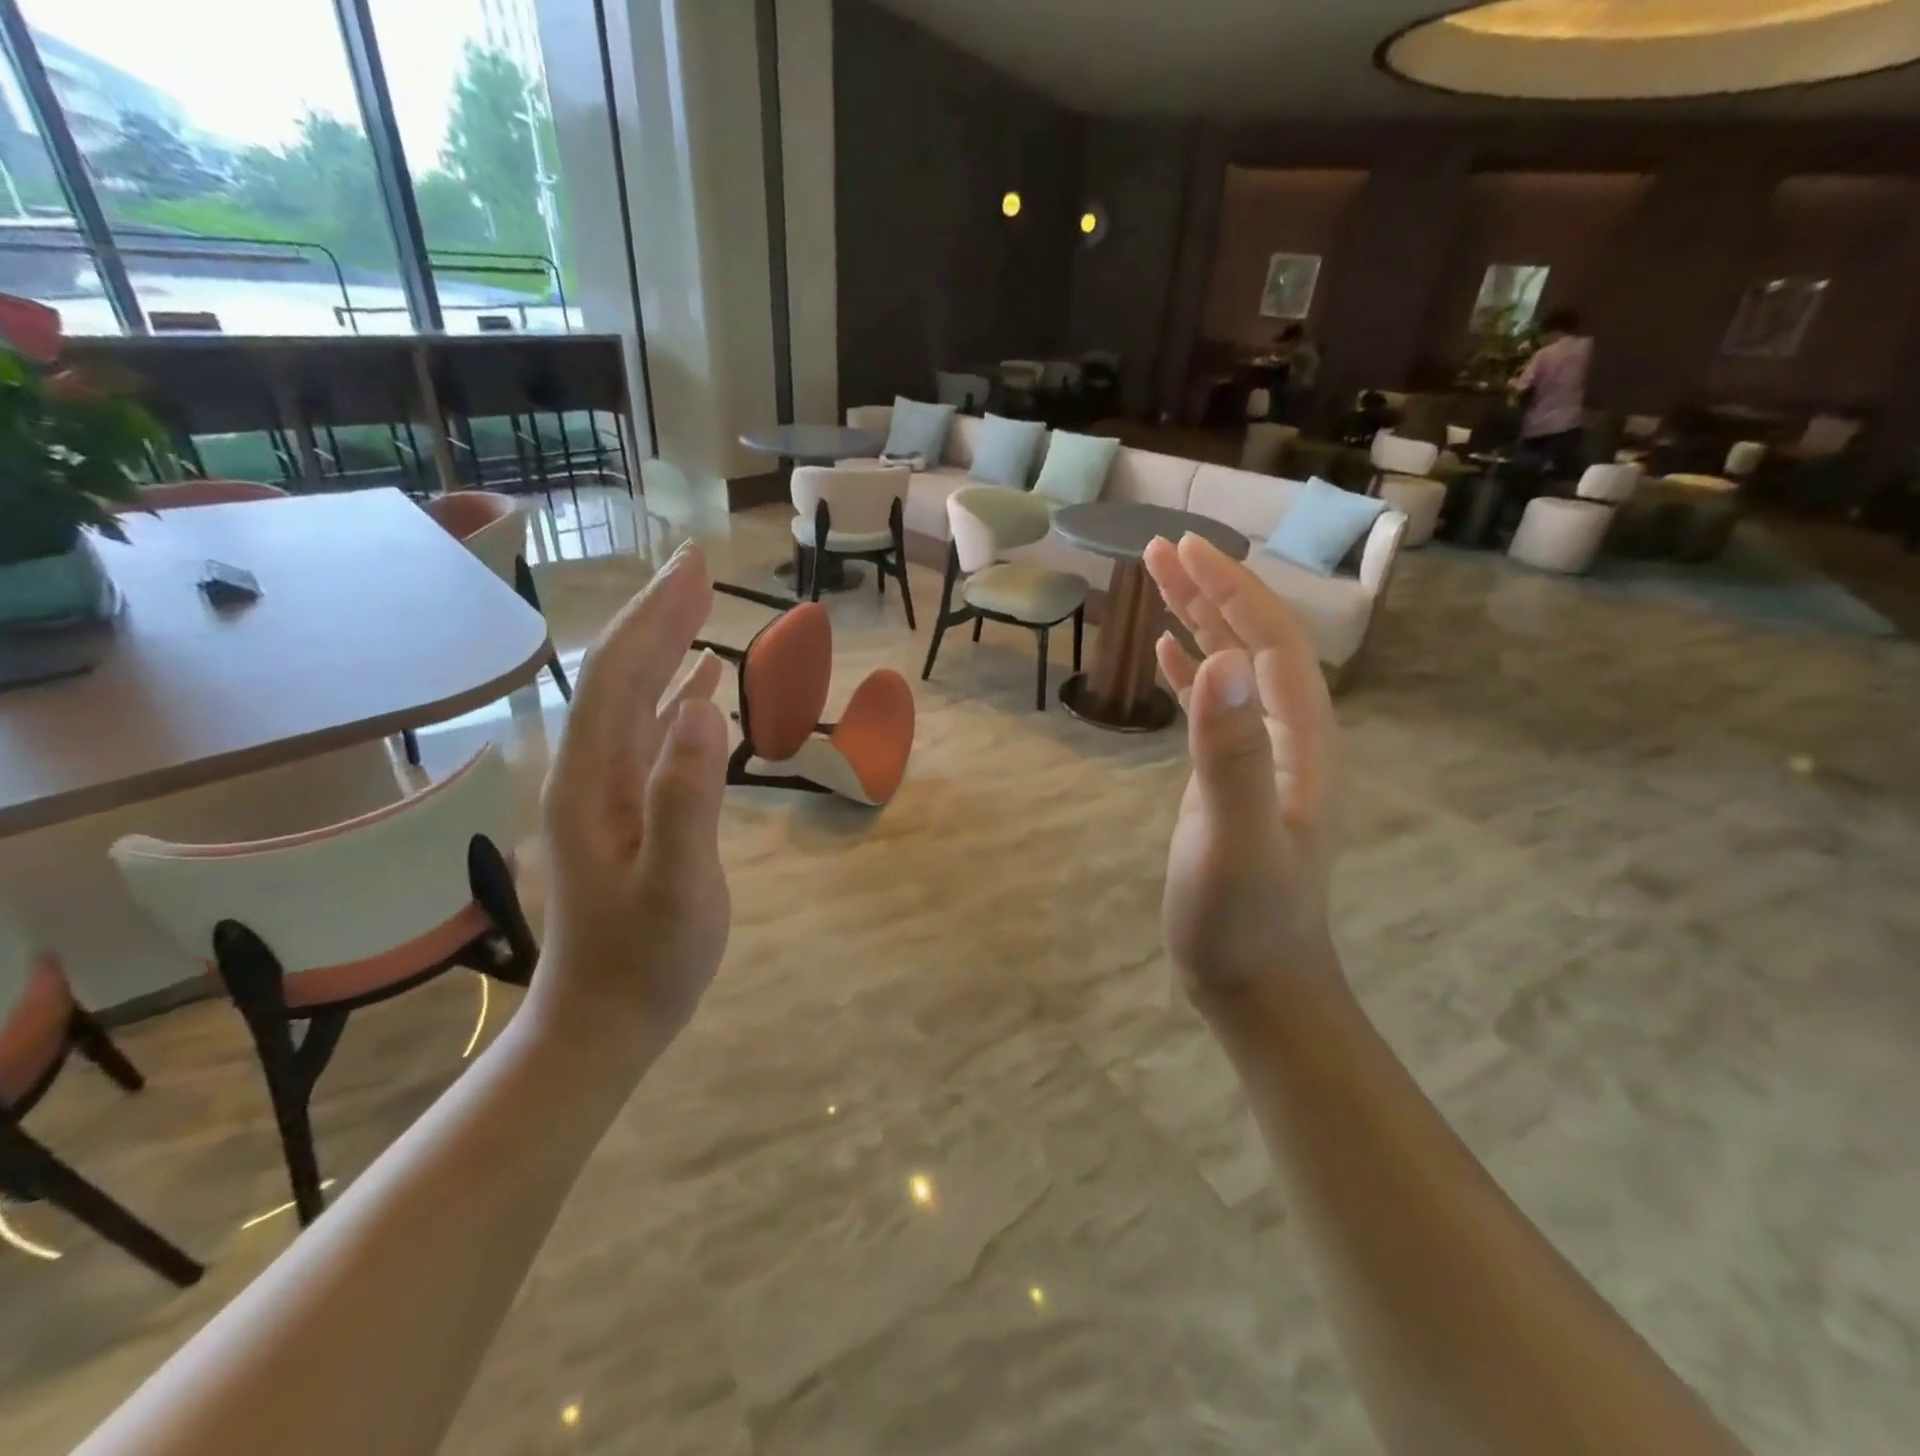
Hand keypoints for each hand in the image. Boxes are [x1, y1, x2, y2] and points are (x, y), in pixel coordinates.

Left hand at [528, 542, 730, 1063]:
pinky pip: (649, 733)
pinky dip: (675, 696)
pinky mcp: (625, 808)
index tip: (695, 567)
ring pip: (633, 698)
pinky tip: (702, 685)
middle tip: (700, 567)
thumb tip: (705, 707)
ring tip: (699, 607)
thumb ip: (687, 798)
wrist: (603, 1021)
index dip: (656, 616)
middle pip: (620, 674)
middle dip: (658, 615)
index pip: (621, 675)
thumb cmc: (646, 960)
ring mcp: (606, 791)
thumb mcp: (676, 886)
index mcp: (595, 780)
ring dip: (664, 647)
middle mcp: (590, 772)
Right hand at [1143, 533, 1341, 1006]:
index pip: (1269, 641)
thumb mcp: (1235, 840)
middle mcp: (1285, 737)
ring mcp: (1257, 757)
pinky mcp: (1228, 778)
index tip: (1184, 548)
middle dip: (1209, 590)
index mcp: (1299, 740)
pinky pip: (1210, 709)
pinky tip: (1165, 653)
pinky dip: (1187, 671)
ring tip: (1155, 582)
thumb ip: (1231, 755)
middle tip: (1158, 549)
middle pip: (1250, 643)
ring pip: (1229, 670)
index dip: (1231, 588)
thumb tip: (1217, 661)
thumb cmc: (1246, 919)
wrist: (1256, 981)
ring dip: (1196, 620)